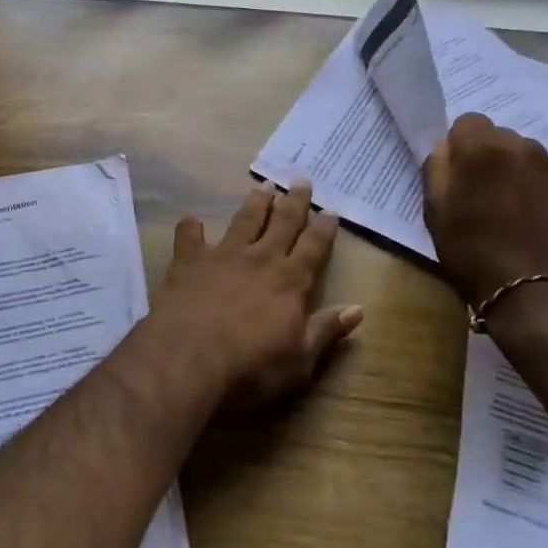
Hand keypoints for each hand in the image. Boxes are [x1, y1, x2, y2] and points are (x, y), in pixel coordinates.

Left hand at [150, 180, 360, 407]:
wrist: (189, 358)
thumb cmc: (251, 366)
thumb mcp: (300, 360)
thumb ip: (326, 330)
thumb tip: (358, 309)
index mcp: (290, 282)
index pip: (313, 248)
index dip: (324, 229)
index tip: (330, 210)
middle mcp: (260, 259)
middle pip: (283, 223)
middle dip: (294, 202)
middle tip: (301, 180)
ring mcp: (223, 256)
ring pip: (244, 220)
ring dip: (255, 202)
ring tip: (263, 186)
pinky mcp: (189, 261)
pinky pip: (189, 237)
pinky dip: (191, 228)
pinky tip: (191, 222)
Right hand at [423, 113, 547, 308]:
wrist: (533, 294)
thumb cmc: (472, 252)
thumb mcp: (434, 210)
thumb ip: (437, 167)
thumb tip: (449, 148)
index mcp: (481, 148)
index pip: (468, 122)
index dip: (461, 146)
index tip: (460, 175)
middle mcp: (522, 146)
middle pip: (500, 137)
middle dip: (491, 157)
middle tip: (486, 195)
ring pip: (529, 155)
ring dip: (519, 172)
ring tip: (516, 210)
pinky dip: (544, 190)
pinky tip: (539, 220)